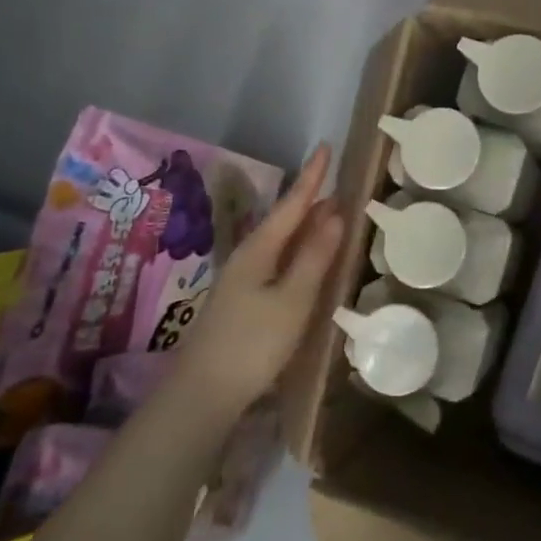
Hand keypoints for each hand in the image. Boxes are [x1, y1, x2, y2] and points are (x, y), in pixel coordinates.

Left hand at [172, 144, 344, 417]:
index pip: (292, 203)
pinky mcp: (244, 300)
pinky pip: (278, 260)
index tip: (326, 146)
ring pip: (281, 240)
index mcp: (260, 249)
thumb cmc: (252, 344)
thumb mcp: (293, 300)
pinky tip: (306, 256)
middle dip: (311, 198)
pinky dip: (298, 249)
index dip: (312, 176)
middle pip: (285, 219)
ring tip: (330, 210)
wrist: (203, 394)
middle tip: (336, 178)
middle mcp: (249, 257)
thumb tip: (335, 214)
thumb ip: (314, 257)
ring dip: (306, 224)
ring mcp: (244, 279)